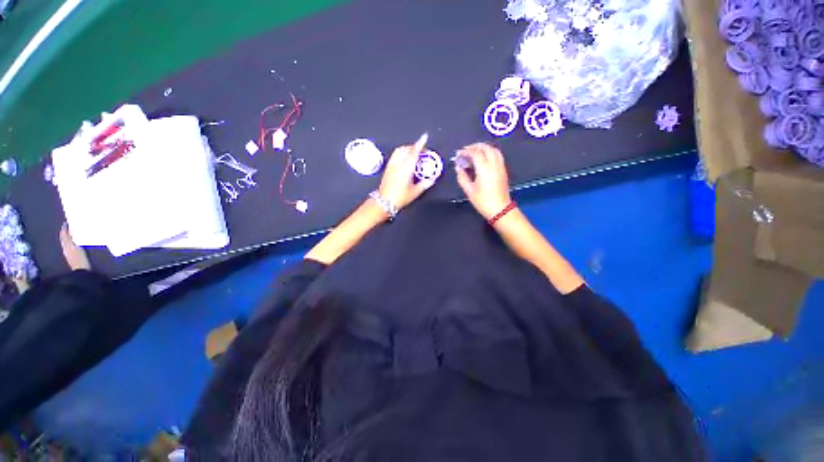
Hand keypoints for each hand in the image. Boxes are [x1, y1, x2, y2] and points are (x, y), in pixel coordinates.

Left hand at [378, 143, 435, 210]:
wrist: (384, 201)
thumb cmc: (400, 197)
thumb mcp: (415, 192)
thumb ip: (424, 184)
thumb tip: (431, 180)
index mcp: (407, 168)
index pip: (414, 152)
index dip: (420, 144)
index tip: (424, 137)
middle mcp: (398, 164)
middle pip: (406, 149)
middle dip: (414, 146)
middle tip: (421, 149)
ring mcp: (392, 165)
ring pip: (399, 151)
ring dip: (407, 148)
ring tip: (413, 153)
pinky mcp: (388, 168)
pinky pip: (395, 155)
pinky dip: (401, 153)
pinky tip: (404, 158)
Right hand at [455, 143, 511, 219]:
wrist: (500, 209)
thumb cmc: (483, 201)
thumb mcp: (469, 190)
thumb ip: (462, 176)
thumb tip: (458, 167)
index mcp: (484, 169)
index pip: (475, 153)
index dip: (466, 151)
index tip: (458, 154)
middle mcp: (494, 164)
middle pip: (486, 148)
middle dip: (474, 146)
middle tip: (465, 151)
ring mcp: (500, 166)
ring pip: (493, 149)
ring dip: (483, 148)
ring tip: (474, 152)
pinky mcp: (503, 170)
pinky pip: (497, 155)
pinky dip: (489, 152)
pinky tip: (483, 158)